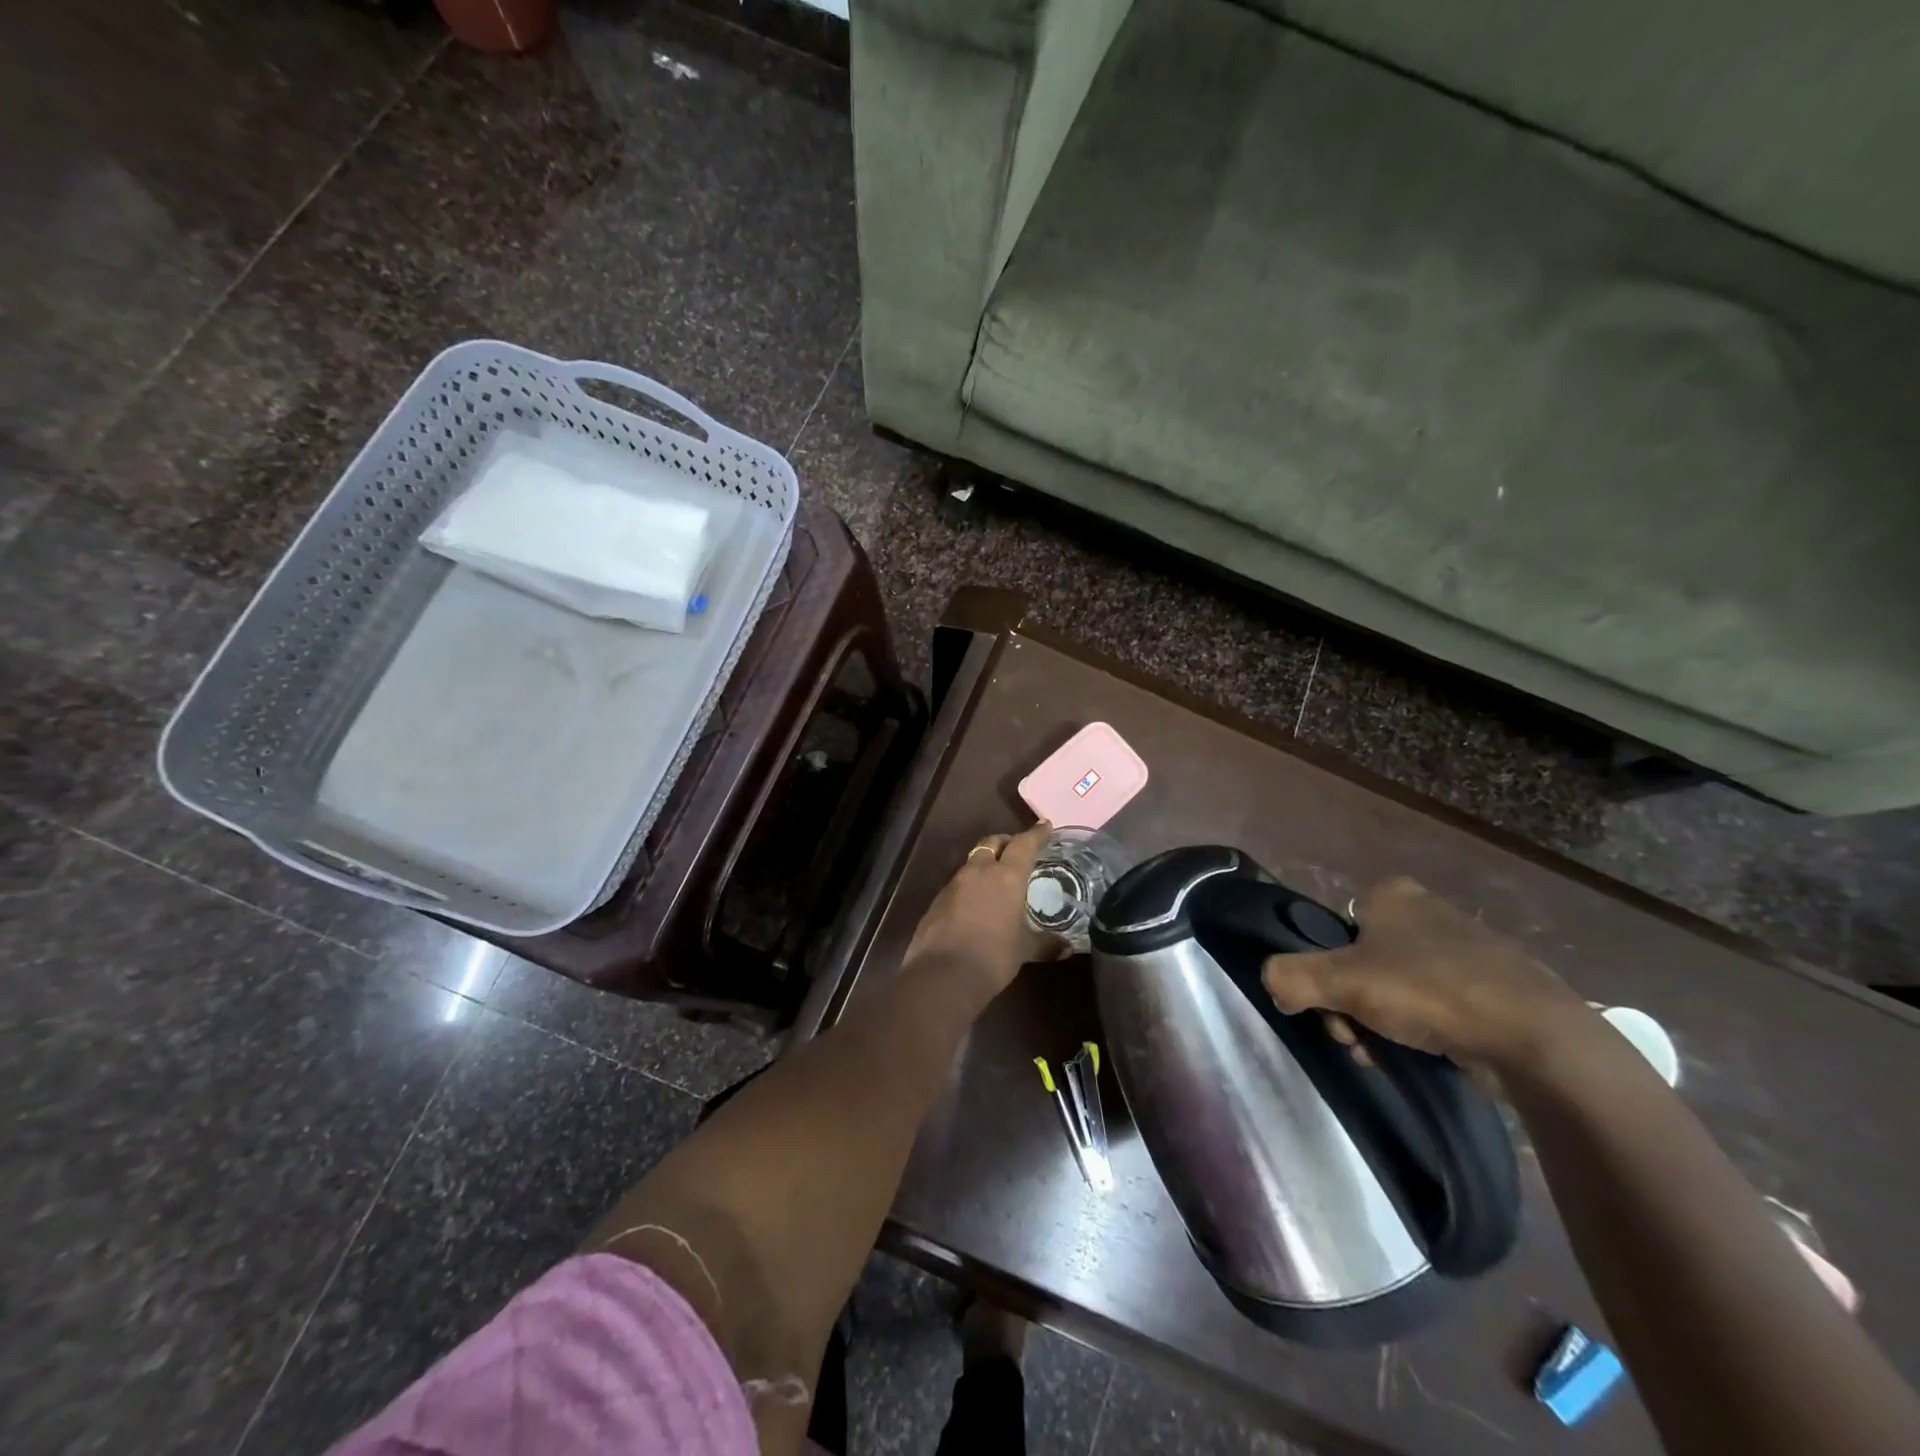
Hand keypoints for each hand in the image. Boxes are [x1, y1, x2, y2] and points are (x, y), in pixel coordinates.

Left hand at [905, 821, 1064, 994]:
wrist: (943, 974)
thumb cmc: (994, 956)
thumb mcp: (1024, 950)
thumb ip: (1045, 944)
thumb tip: (1066, 948)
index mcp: (1006, 876)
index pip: (1024, 845)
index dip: (1036, 834)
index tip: (1045, 825)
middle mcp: (978, 872)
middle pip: (991, 843)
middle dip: (1005, 842)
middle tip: (1016, 848)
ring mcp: (953, 884)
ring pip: (972, 863)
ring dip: (984, 863)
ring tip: (996, 877)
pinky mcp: (937, 901)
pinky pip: (957, 884)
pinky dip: (969, 885)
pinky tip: (974, 903)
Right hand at [1261, 876, 1593, 1074]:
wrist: (1536, 1037)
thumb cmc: (1429, 992)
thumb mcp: (1340, 982)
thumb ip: (1290, 977)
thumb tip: (1272, 984)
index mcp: (1390, 894)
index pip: (1335, 930)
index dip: (1326, 971)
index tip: (1334, 1008)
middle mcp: (1427, 910)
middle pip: (1362, 963)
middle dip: (1354, 1005)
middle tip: (1359, 1038)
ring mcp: (1467, 948)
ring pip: (1398, 987)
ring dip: (1385, 1023)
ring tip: (1393, 1055)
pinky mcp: (1497, 986)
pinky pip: (1440, 1005)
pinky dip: (1428, 1030)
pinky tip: (1432, 1055)